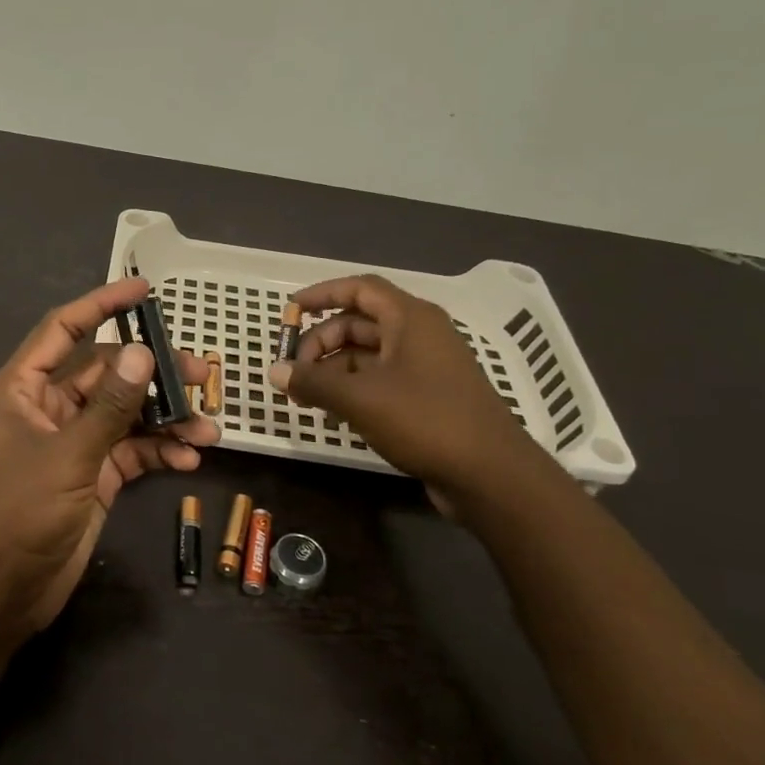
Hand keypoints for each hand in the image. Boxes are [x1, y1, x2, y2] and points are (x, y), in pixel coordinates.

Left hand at [0, 277, 220, 637]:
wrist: (2, 592)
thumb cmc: (19, 513)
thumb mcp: (68, 455)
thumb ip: (108, 406)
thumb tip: (143, 353)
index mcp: (21, 388)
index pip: (63, 330)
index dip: (102, 304)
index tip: (145, 289)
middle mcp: (46, 406)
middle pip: (105, 373)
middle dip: (153, 374)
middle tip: (201, 373)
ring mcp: (71, 441)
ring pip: (124, 413)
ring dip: (165, 417)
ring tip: (208, 425)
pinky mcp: (92, 474)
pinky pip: (130, 449)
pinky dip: (159, 450)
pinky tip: (191, 457)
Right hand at [268, 274, 551, 512]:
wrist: (491, 475)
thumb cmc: (425, 421)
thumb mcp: (360, 398)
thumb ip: (312, 381)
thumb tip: (274, 371)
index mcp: (410, 319)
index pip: (360, 289)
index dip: (323, 293)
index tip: (291, 309)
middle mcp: (420, 334)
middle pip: (359, 323)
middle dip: (321, 341)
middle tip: (294, 370)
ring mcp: (426, 366)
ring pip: (368, 354)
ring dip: (333, 369)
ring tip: (305, 395)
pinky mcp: (428, 396)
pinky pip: (381, 378)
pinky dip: (353, 387)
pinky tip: (332, 411)